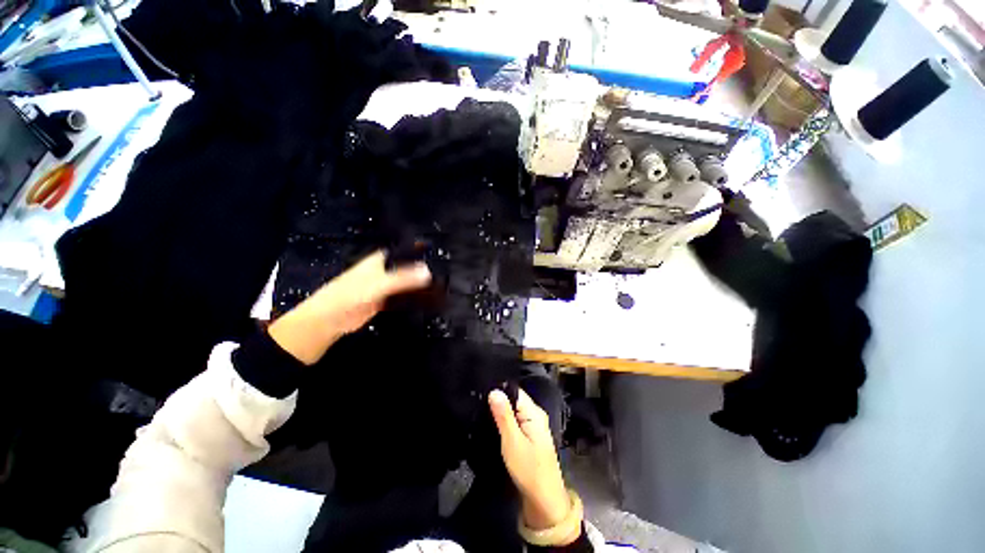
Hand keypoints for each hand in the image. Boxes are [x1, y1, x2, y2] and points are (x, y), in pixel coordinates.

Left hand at [269, 250, 430, 364]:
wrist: (331, 319)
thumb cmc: (351, 294)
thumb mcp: (379, 283)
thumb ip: (403, 278)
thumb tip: (428, 272)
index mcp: (382, 260)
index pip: (405, 252)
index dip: (421, 252)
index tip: (440, 256)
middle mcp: (385, 270)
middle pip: (408, 268)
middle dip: (423, 271)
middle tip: (445, 276)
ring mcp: (385, 286)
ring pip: (407, 283)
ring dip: (419, 286)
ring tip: (440, 288)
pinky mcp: (385, 300)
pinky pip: (403, 296)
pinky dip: (413, 298)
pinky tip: (426, 301)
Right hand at [489, 389, 574, 535]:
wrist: (544, 501)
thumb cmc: (529, 469)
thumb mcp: (512, 441)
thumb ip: (503, 415)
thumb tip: (494, 390)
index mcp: (534, 412)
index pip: (515, 391)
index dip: (499, 389)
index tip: (481, 391)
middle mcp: (535, 415)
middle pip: (514, 400)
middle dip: (498, 401)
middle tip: (478, 403)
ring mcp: (533, 427)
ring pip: (514, 412)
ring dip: (500, 413)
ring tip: (481, 411)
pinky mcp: (529, 437)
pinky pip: (515, 422)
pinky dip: (505, 423)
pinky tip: (493, 424)